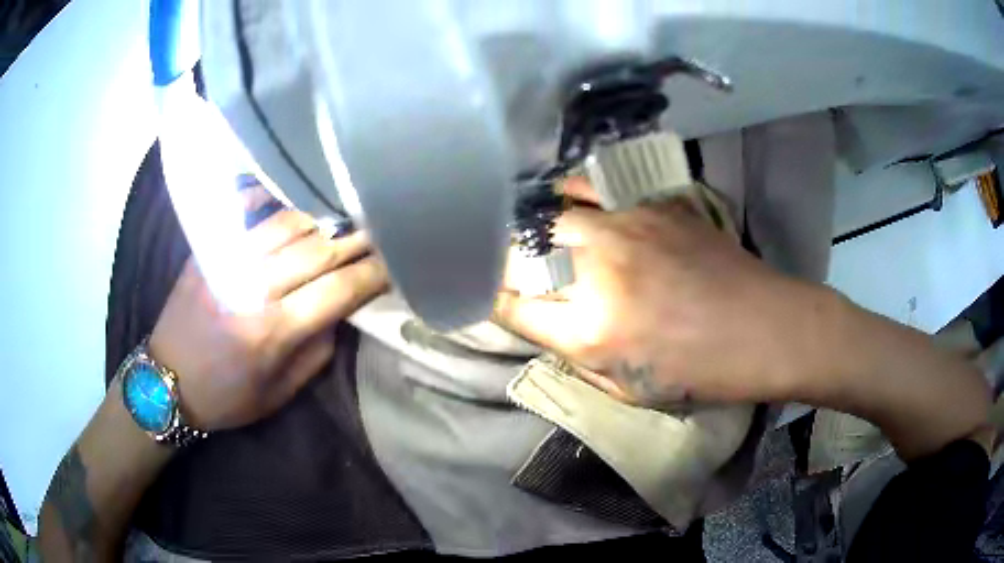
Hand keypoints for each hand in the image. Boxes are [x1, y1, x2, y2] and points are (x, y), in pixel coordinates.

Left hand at [149, 188, 387, 429]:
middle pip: (316, 250)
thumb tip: (340, 311)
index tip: (396, 263)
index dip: (372, 274)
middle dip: (357, 239)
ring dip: (321, 217)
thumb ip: (316, 352)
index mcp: (271, 332)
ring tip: (346, 212)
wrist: (165, 382)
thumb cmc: (226, 397)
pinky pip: (242, 210)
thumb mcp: (279, 394)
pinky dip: (268, 195)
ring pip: (285, 224)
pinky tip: (289, 189)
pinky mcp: (206, 250)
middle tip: (383, 227)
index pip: (337, 291)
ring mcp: (225, 261)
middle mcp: (250, 288)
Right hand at [494, 178, 827, 406]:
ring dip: (528, 227)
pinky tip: (563, 198)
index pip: (509, 306)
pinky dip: (567, 192)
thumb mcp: (628, 388)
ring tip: (526, 232)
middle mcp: (598, 271)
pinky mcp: (650, 204)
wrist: (764, 327)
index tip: (487, 297)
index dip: (489, 300)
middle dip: (501, 262)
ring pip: (547, 213)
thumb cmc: (702, 372)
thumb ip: (575, 354)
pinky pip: (590, 186)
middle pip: (518, 252)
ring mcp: (624, 228)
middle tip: (502, 266)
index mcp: (591, 331)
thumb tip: (544, 321)